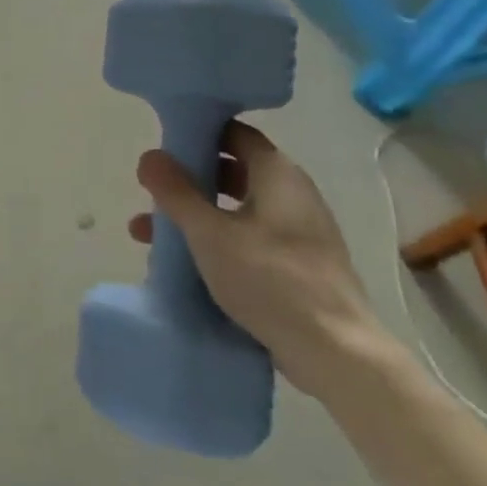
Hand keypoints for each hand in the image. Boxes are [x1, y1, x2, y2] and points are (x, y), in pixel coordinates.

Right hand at [130, 122, 380, 395]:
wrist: (337, 353)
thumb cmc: (270, 280)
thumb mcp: (209, 233)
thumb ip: (176, 192)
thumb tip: (149, 155)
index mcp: (278, 175)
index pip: (235, 133)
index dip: (199, 131)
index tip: (164, 142)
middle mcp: (293, 195)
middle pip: (233, 170)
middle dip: (189, 177)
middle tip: (152, 188)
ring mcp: (298, 232)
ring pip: (236, 208)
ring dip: (195, 213)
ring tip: (149, 231)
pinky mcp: (298, 264)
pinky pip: (248, 237)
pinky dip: (216, 239)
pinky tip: (185, 261)